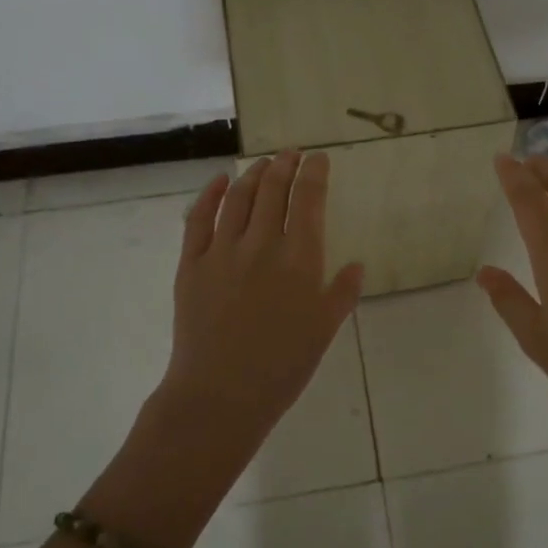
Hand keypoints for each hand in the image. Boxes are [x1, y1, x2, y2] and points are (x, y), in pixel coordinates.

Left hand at [154, 151, 364, 452]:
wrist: (221, 394)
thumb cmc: (282, 367)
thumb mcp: (325, 330)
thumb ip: (342, 293)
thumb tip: (356, 265)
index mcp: (299, 259)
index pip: (308, 200)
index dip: (314, 173)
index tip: (318, 157)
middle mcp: (262, 244)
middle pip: (273, 190)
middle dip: (285, 165)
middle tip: (291, 154)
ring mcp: (222, 251)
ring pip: (238, 197)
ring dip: (253, 174)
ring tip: (263, 163)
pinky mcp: (191, 263)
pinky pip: (198, 218)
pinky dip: (210, 193)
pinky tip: (220, 180)